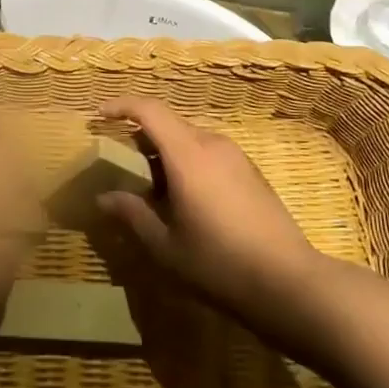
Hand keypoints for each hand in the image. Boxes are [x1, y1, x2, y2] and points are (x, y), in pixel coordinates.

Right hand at [93, 98, 321, 328]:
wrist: (288, 281)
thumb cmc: (219, 263)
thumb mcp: (165, 246)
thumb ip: (133, 214)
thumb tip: (104, 197)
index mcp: (188, 154)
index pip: (149, 110)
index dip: (122, 106)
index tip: (100, 116)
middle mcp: (212, 144)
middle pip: (169, 123)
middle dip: (141, 136)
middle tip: (122, 166)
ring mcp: (236, 156)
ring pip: (190, 138)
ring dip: (165, 152)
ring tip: (152, 188)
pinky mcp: (250, 171)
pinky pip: (208, 152)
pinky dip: (187, 162)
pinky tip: (185, 199)